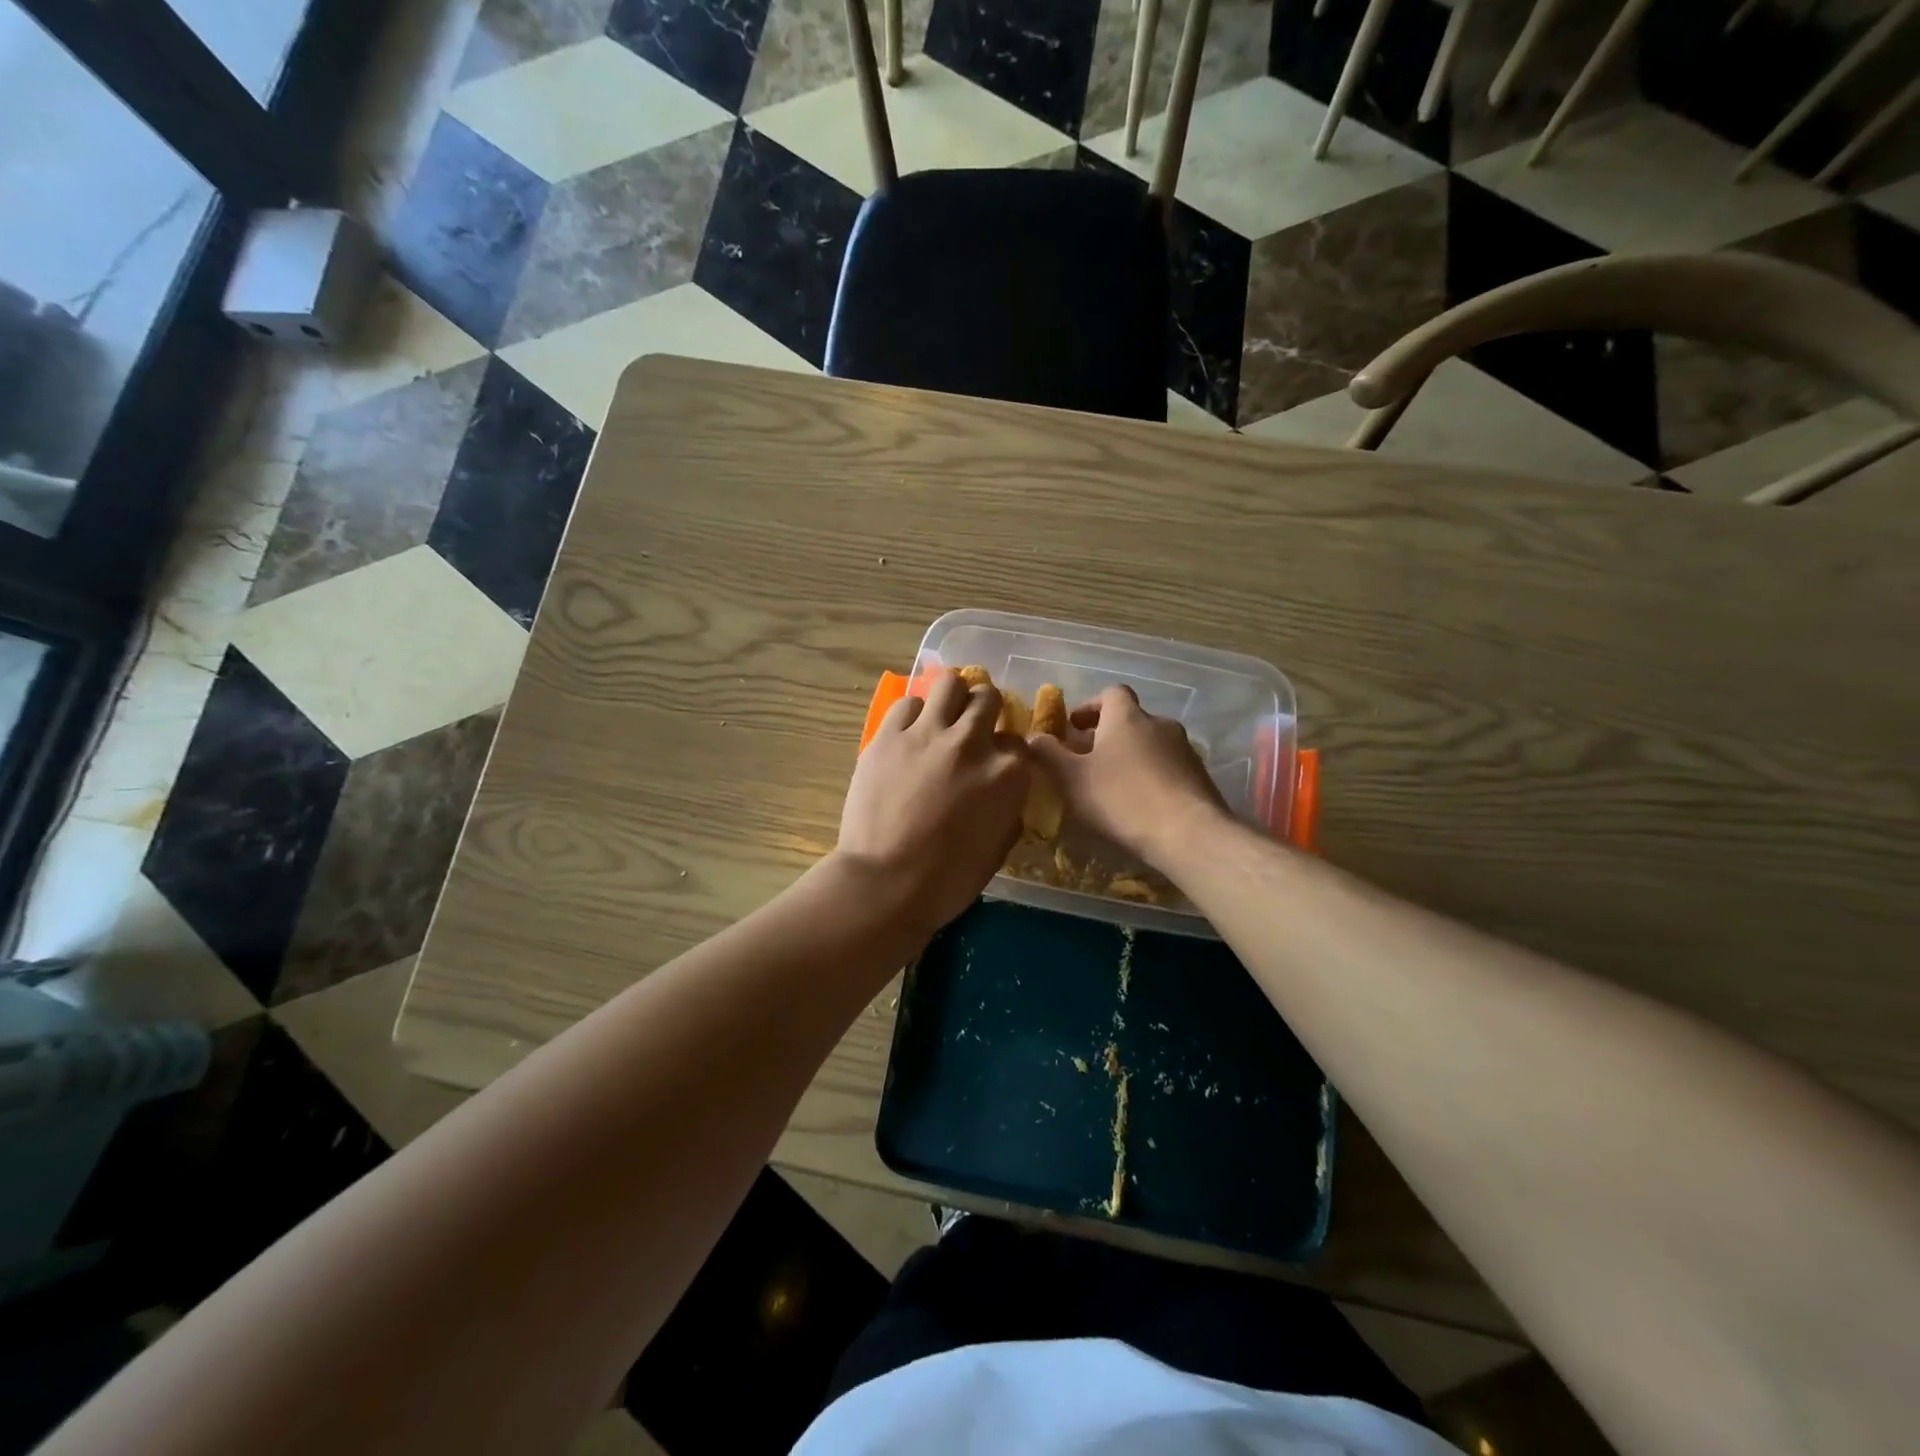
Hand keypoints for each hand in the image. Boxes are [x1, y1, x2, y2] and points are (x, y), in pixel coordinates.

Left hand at [836, 672, 1029, 934]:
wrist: (885, 884)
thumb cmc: (947, 880)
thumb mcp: (998, 849)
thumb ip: (1007, 809)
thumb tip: (1003, 791)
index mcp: (1008, 774)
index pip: (1017, 741)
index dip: (1007, 751)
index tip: (995, 762)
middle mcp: (972, 743)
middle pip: (988, 698)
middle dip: (984, 710)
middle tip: (971, 728)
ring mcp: (927, 734)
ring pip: (950, 683)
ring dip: (952, 697)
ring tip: (943, 715)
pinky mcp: (888, 736)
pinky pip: (907, 704)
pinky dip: (913, 714)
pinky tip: (909, 733)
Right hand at [1029, 685, 1227, 867]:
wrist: (1189, 834)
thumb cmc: (1121, 799)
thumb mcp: (1071, 779)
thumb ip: (1048, 754)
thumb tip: (1033, 737)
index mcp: (1126, 716)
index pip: (1111, 693)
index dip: (1091, 706)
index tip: (1074, 727)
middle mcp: (1159, 723)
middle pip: (1130, 719)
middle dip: (1107, 735)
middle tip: (1086, 761)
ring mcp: (1184, 749)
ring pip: (1150, 744)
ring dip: (1131, 756)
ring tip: (1112, 785)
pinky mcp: (1200, 776)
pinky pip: (1168, 767)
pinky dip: (1151, 776)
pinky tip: (1140, 803)